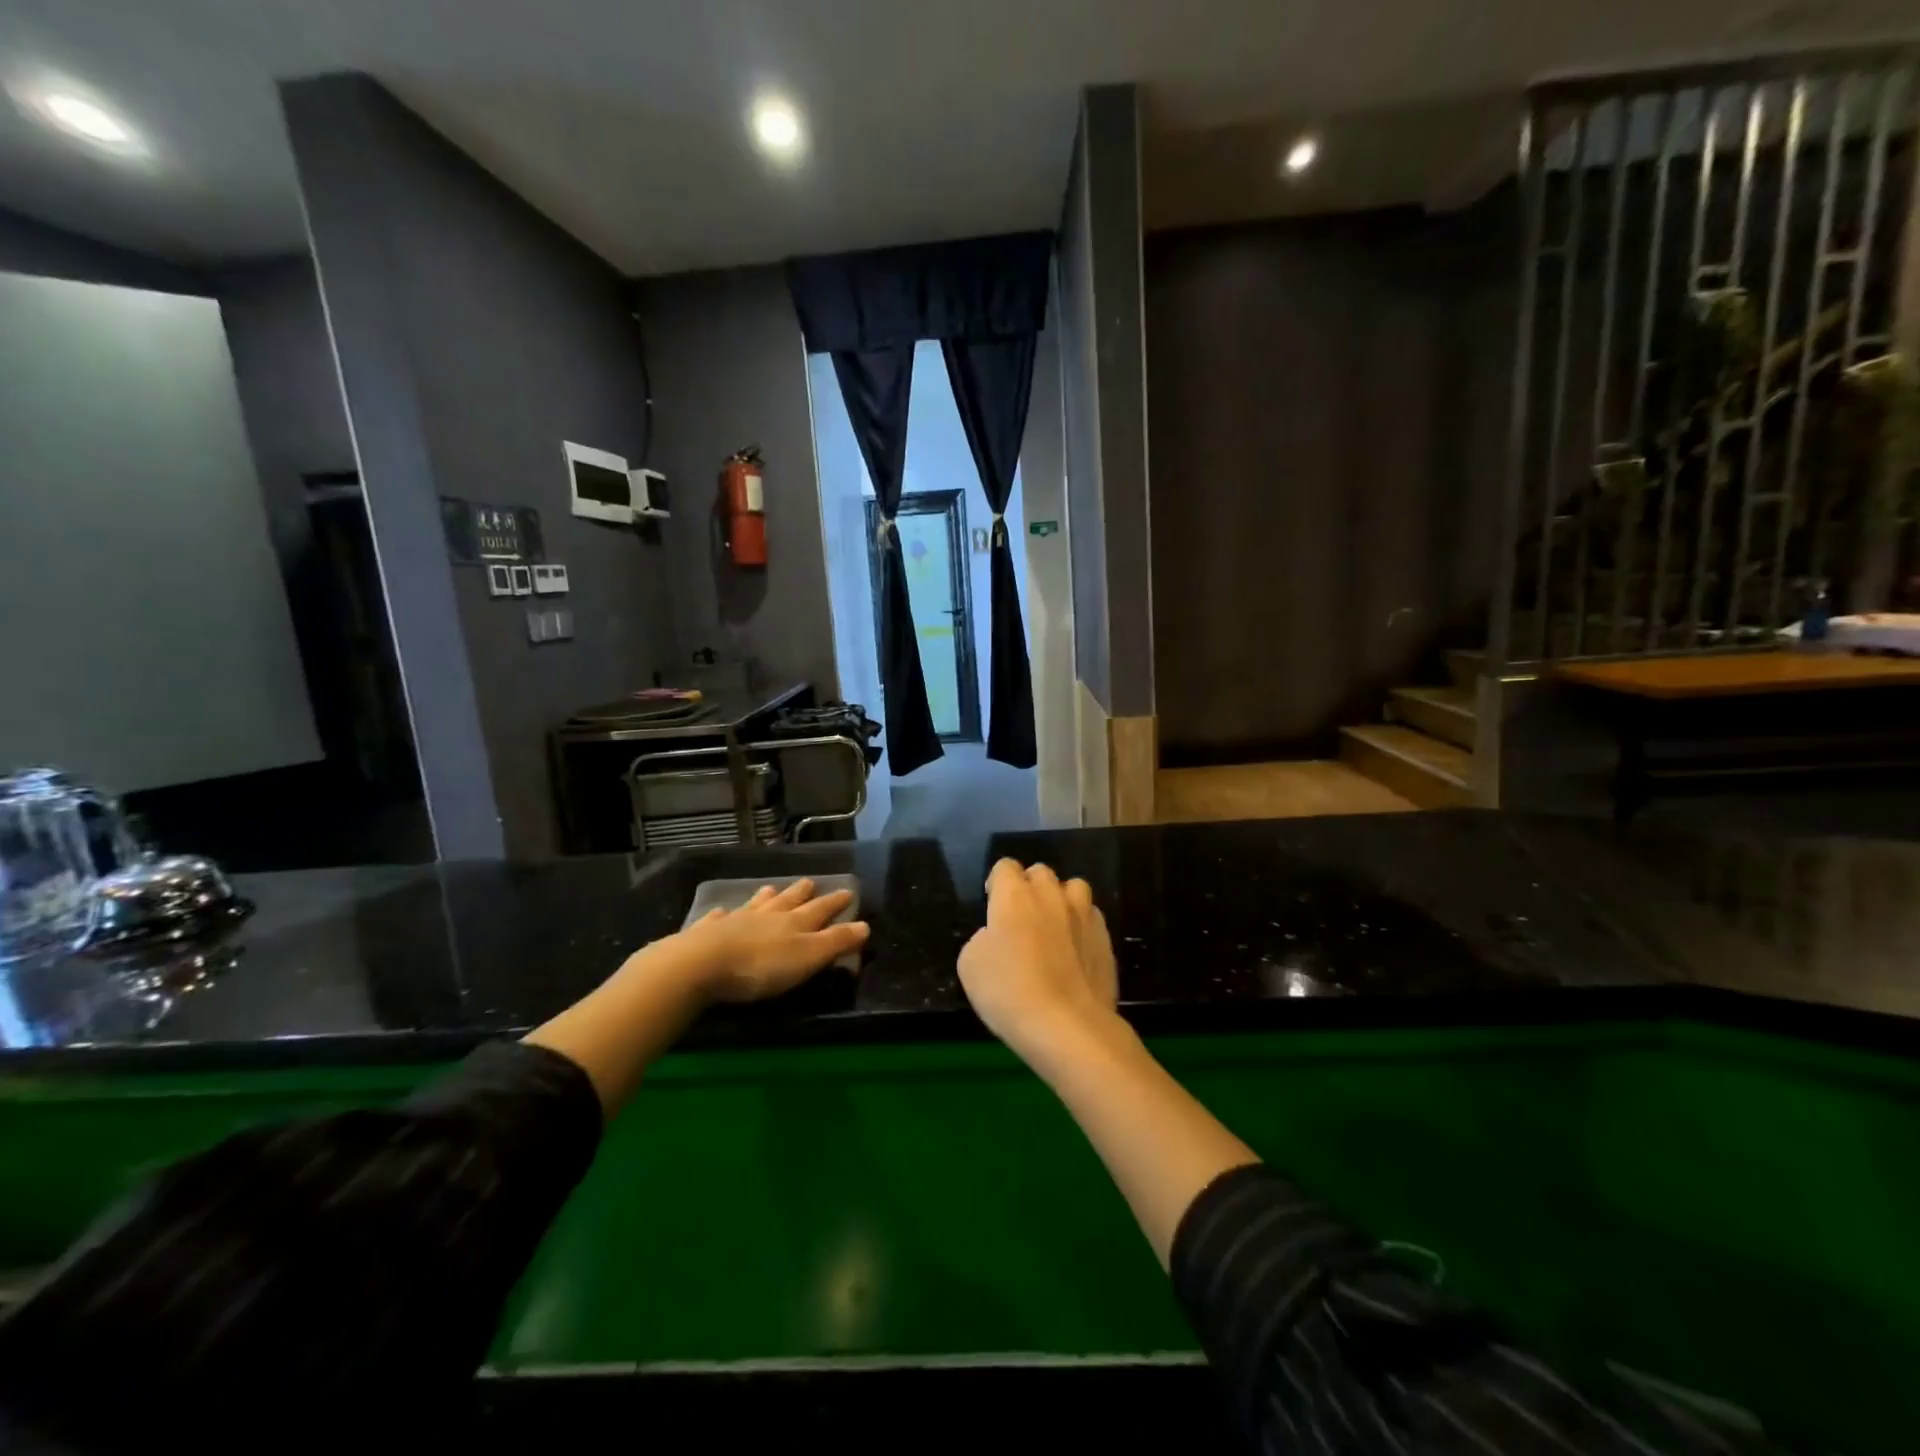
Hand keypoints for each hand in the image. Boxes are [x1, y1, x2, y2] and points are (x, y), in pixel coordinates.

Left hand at [671, 879, 868, 1003]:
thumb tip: (866, 925)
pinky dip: (723, 914)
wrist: (702, 964)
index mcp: (795, 923)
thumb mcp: (807, 957)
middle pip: (788, 901)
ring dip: (766, 898)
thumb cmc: (762, 966)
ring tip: (771, 889)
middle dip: (801, 893)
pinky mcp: (707, 933)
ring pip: (756, 905)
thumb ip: (836, 942)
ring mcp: (735, 921)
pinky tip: (721, 911)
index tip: (848, 891)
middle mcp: (767, 916)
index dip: (836, 902)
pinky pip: (718, 919)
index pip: (821, 909)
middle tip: (809, 882)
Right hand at [958, 859, 1120, 1065]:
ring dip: (1061, 900)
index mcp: (1014, 895)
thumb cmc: (1008, 992)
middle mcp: (1051, 894)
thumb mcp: (970, 965)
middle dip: (1030, 887)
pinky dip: (1082, 925)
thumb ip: (983, 938)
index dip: (997, 884)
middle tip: (1022, 918)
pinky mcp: (1105, 938)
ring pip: (1073, 888)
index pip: (1005, 866)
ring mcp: (1083, 914)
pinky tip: (1075, 951)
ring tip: (1054, 927)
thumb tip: (998, 935)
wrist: (1066, 1025)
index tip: (993, 906)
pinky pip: (1091, 917)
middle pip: (1040, 873)